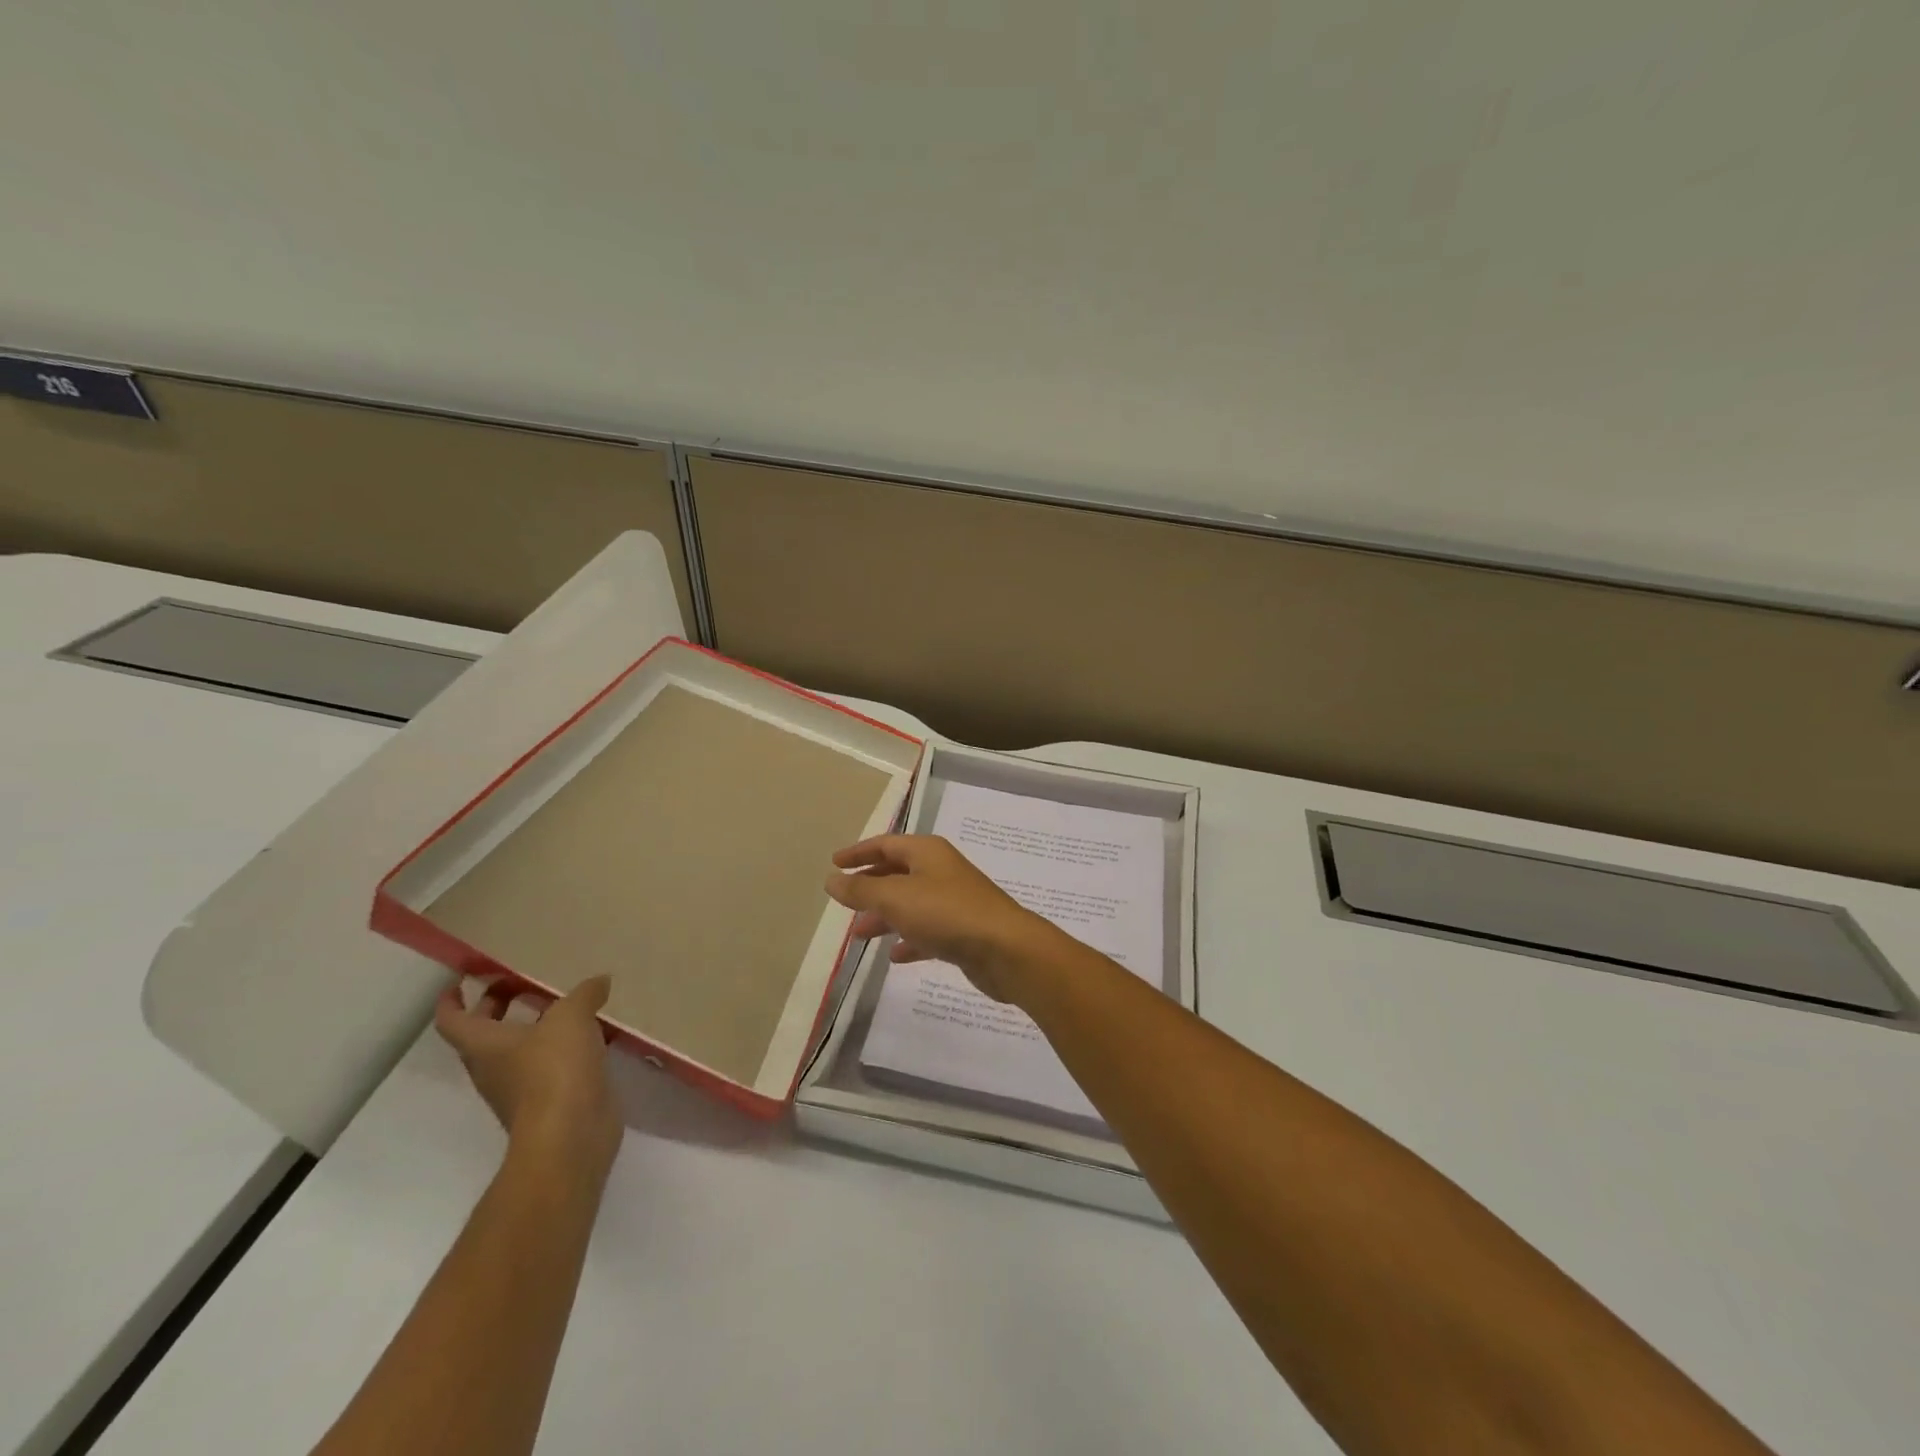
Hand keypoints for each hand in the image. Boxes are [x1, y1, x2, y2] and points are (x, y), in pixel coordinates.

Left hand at [434, 975, 621, 1178]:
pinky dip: (560, 1048)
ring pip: (517, 1051)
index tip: (460, 981)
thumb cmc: (554, 1069)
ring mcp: (519, 1089)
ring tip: (561, 1006)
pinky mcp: (548, 1102)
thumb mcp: (571, 1017)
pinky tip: (589, 1036)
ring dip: (531, 1028)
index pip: (452, 1020)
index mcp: (484, 1045)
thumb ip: (584, 994)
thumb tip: (599, 981)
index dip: (452, 1000)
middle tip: (519, 985)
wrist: (570, 1135)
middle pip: (483, 1035)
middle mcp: (493, 1067)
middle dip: (496, 1008)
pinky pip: (548, 1067)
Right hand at [825, 835, 1061, 1004]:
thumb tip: (832, 879)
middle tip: (845, 903)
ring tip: (860, 935)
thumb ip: (861, 889)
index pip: (886, 844)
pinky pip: (928, 930)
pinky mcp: (963, 931)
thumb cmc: (946, 913)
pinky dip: (909, 939)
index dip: (858, 852)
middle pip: (898, 873)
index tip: (834, 863)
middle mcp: (941, 871)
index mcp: (927, 853)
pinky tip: (895, 956)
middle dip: (870, 887)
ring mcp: (954, 901)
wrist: (1005, 950)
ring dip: (885, 916)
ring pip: (911, 904)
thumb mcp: (895, 898)